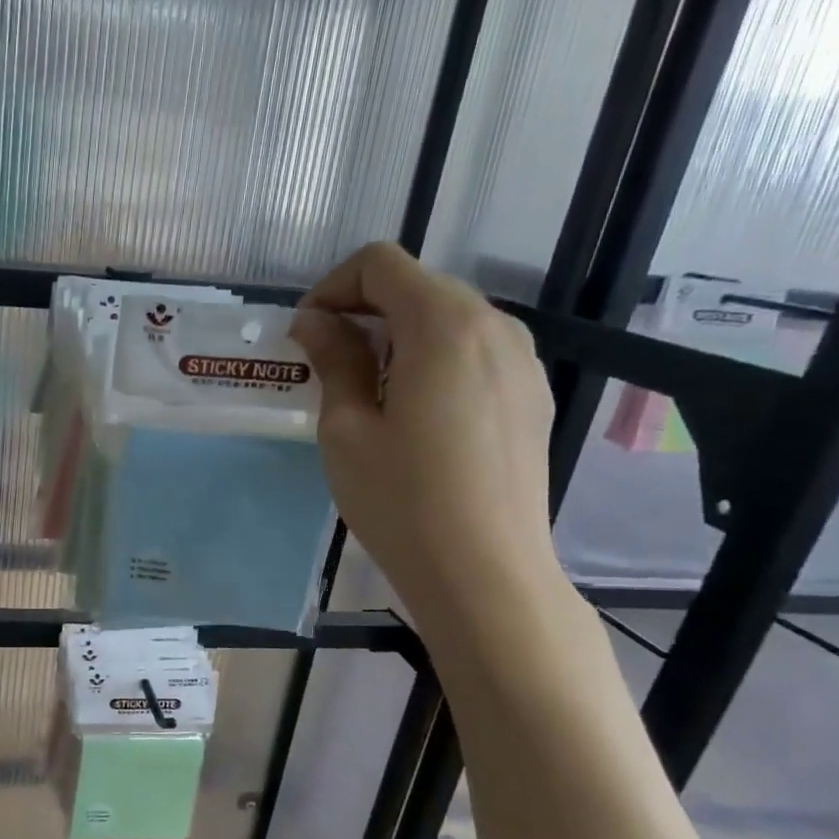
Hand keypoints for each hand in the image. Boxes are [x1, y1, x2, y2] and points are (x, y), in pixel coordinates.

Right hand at [289, 242, 560, 627]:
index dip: (332, 288)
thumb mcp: (346, 429)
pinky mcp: (532, 395)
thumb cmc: (402, 500)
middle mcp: (495, 326)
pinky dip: (433, 360)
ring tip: (368, 392)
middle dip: (363, 311)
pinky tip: (414, 415)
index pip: (381, 264)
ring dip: (398, 336)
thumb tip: (316, 322)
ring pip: (449, 318)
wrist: (486, 574)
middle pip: (418, 286)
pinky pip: (475, 352)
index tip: (307, 337)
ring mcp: (523, 361)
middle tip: (326, 364)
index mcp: (445, 325)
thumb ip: (334, 360)